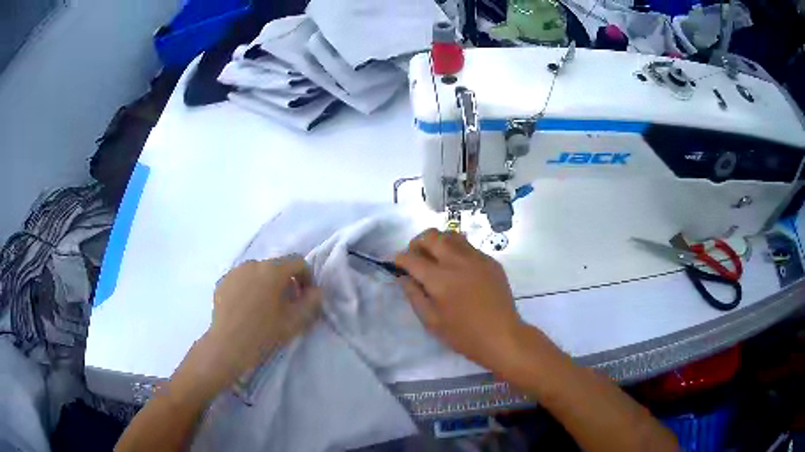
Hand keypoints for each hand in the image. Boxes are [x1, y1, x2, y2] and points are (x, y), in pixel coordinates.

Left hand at [199, 255, 321, 388]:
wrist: (228, 346)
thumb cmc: (264, 333)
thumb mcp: (295, 321)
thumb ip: (312, 302)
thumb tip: (317, 290)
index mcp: (273, 270)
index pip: (298, 261)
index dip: (307, 277)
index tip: (305, 296)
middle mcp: (253, 264)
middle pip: (276, 266)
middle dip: (285, 281)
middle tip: (286, 305)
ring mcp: (235, 271)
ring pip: (258, 272)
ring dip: (266, 284)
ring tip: (264, 307)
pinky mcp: (222, 281)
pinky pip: (242, 279)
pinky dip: (249, 288)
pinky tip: (246, 308)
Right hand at [395, 229, 526, 370]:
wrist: (502, 336)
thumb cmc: (464, 335)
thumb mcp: (432, 322)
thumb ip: (414, 296)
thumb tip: (404, 278)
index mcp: (439, 279)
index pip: (412, 258)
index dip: (400, 259)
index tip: (397, 264)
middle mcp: (457, 262)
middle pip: (431, 236)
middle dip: (417, 243)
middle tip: (416, 257)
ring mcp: (477, 258)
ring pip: (452, 235)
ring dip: (438, 242)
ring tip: (436, 258)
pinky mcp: (491, 261)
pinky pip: (469, 246)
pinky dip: (457, 250)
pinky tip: (458, 268)